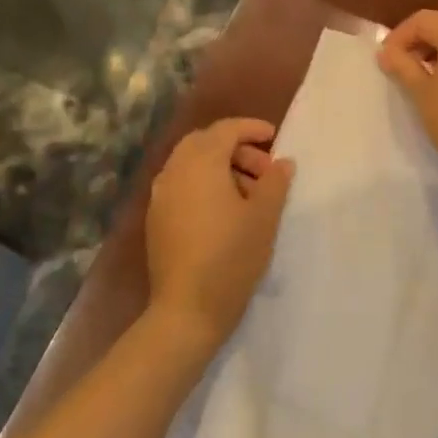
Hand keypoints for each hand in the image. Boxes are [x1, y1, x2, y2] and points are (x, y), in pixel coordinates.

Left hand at [144, 119, 294, 352]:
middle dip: (236, 148)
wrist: (186, 309)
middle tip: (264, 169)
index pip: (225, 129)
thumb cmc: (231, 257)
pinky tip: (225, 211)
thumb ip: (275, 182)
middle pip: (205, 142)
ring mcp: (160, 195)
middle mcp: (175, 171)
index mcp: (200, 163)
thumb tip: (282, 162)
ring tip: (250, 193)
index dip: (251, 128)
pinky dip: (204, 184)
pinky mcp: (156, 218)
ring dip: (220, 167)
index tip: (274, 137)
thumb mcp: (264, 218)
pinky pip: (181, 185)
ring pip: (191, 164)